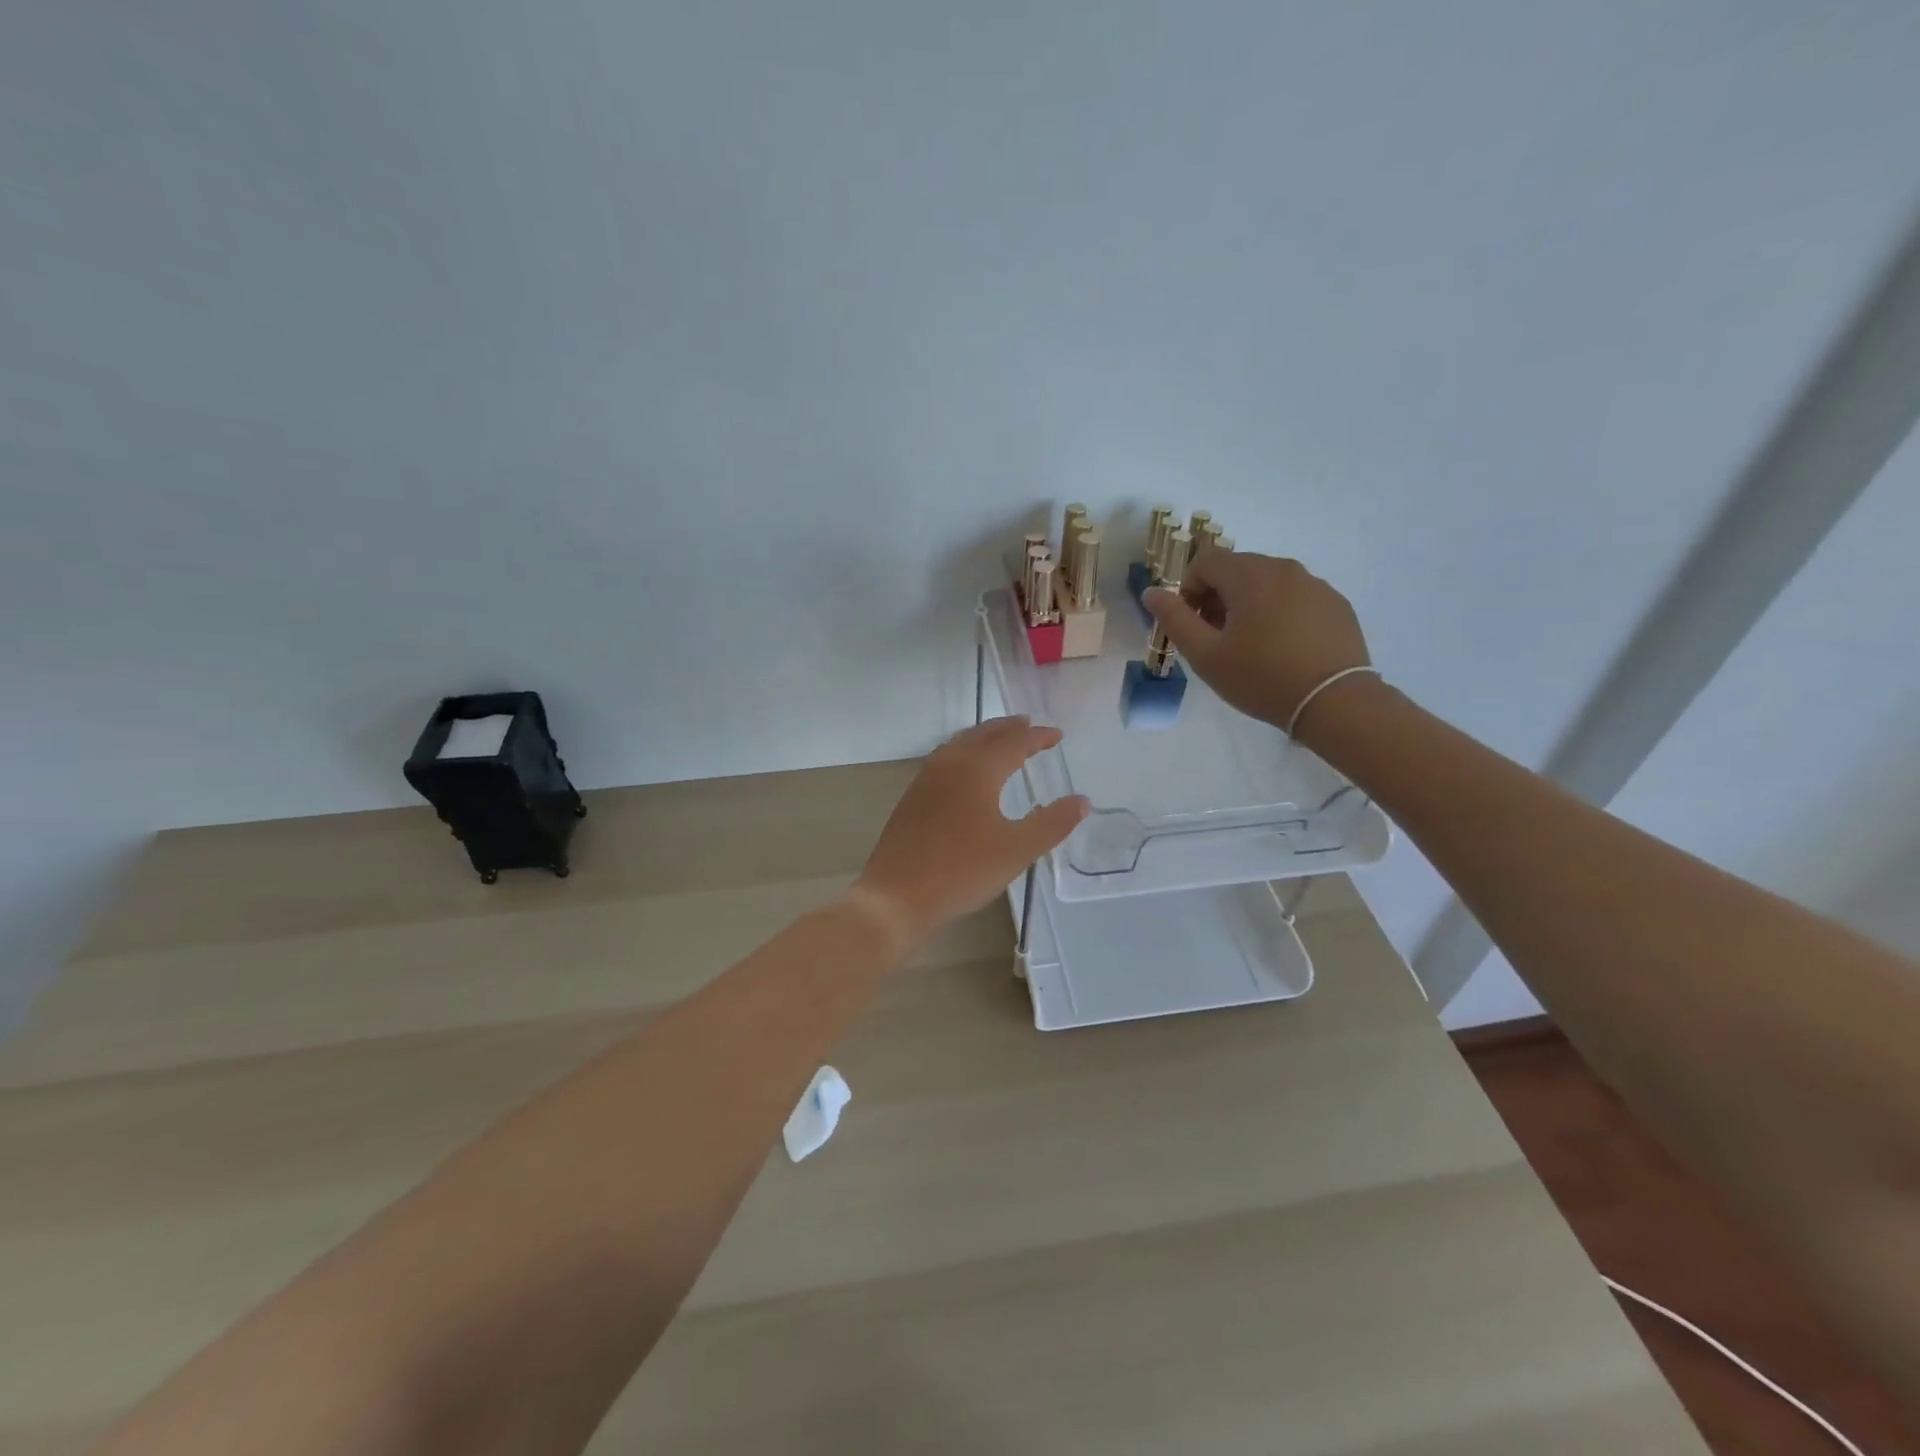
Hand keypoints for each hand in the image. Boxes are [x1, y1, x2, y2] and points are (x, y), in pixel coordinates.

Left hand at [855, 717, 1089, 944]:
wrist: (896, 897)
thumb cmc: (962, 871)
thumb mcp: (1017, 850)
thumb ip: (1052, 823)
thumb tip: (1083, 800)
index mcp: (977, 770)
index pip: (1013, 742)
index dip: (1037, 737)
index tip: (1057, 735)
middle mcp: (949, 765)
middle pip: (983, 735)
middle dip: (1008, 729)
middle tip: (1029, 726)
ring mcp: (925, 780)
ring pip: (959, 745)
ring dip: (984, 737)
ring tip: (1001, 741)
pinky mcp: (912, 799)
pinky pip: (944, 760)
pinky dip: (964, 754)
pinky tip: (966, 774)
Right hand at [1143, 552, 1374, 735]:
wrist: (1334, 702)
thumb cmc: (1261, 678)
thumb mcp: (1205, 655)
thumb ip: (1174, 619)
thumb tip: (1151, 592)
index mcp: (1249, 576)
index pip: (1205, 561)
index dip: (1189, 589)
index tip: (1193, 625)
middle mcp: (1284, 568)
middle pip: (1237, 569)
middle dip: (1219, 596)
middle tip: (1218, 639)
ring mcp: (1315, 584)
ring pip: (1268, 583)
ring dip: (1250, 604)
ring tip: (1252, 646)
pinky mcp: (1336, 603)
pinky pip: (1296, 597)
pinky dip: (1280, 612)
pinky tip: (1283, 648)